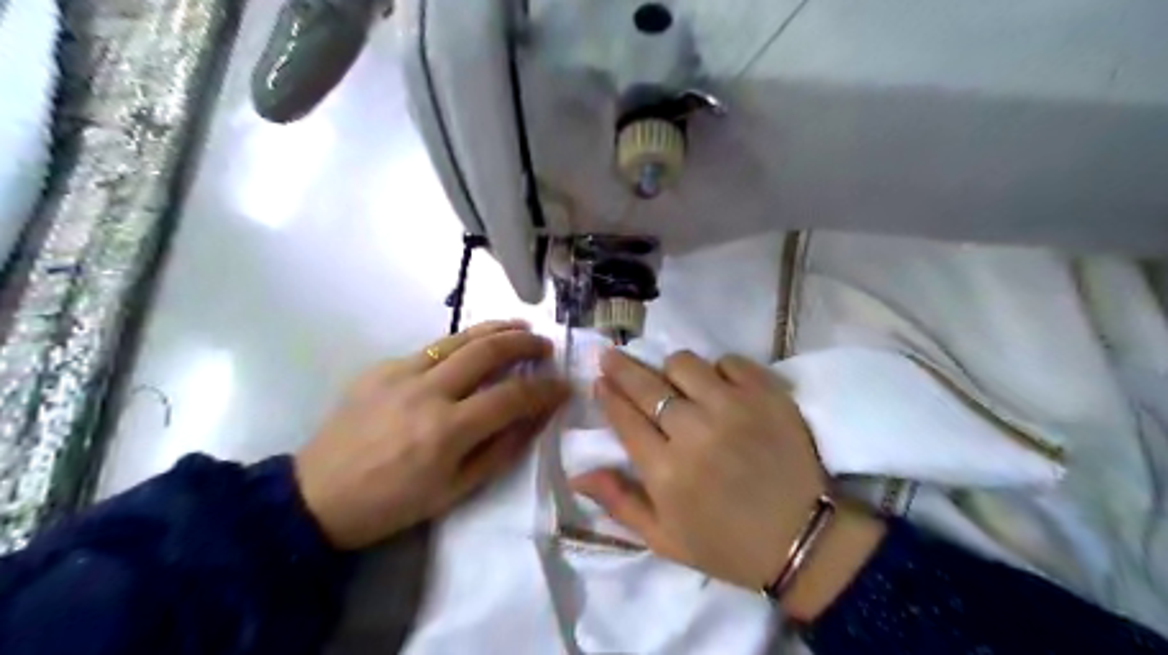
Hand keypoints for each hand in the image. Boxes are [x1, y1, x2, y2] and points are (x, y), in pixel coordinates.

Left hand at [298, 319, 570, 549]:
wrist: (317, 496)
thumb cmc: (393, 503)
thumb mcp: (456, 491)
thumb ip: (501, 449)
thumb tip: (535, 417)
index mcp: (446, 431)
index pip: (512, 397)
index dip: (545, 389)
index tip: (564, 385)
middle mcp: (426, 392)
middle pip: (488, 351)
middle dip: (525, 344)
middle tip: (545, 346)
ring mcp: (400, 373)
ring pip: (459, 338)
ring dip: (496, 329)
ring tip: (520, 327)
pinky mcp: (381, 367)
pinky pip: (432, 349)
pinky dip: (461, 346)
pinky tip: (470, 353)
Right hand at [573, 347, 884, 619]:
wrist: (802, 540)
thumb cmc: (726, 544)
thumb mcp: (663, 539)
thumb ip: (619, 503)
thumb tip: (578, 473)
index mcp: (665, 471)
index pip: (624, 418)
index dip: (608, 395)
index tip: (599, 381)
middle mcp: (694, 433)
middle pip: (646, 385)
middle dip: (621, 367)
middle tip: (610, 355)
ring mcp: (733, 409)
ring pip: (685, 364)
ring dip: (671, 369)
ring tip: (672, 379)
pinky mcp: (767, 396)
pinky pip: (731, 362)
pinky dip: (719, 368)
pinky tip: (718, 384)